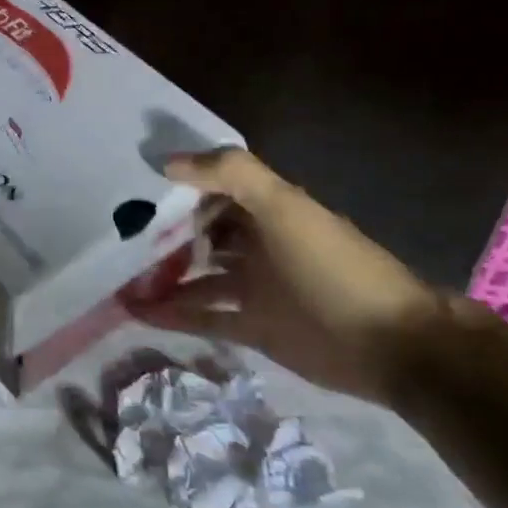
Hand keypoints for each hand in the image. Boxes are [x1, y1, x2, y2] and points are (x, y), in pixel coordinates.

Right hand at [125, 148, 445, 405]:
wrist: (390, 344)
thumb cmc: (333, 267)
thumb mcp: (285, 207)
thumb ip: (231, 174)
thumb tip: (167, 163)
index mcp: (268, 211)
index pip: (214, 190)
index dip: (178, 189)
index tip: (135, 191)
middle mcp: (257, 245)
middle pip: (201, 234)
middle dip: (163, 235)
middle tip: (117, 239)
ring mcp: (254, 288)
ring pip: (197, 276)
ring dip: (162, 276)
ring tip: (117, 278)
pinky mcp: (252, 327)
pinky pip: (202, 316)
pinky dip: (171, 314)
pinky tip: (135, 312)